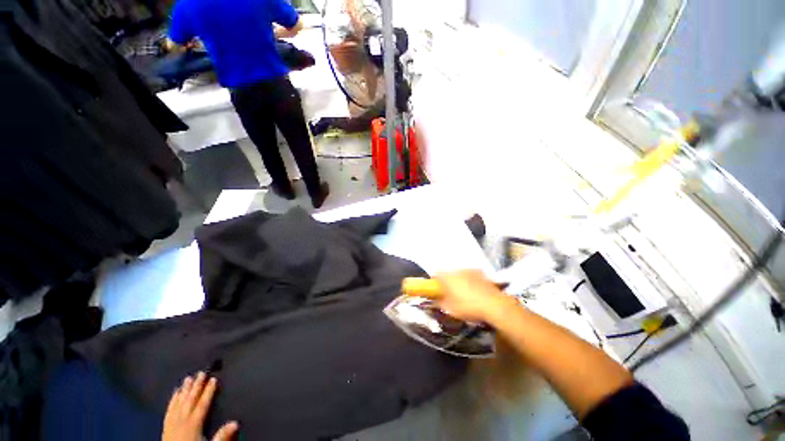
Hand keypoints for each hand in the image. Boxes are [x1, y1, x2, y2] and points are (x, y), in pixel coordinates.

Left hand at [162, 372, 238, 440]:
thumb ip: (221, 435)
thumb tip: (236, 422)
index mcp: (194, 423)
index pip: (203, 404)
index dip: (209, 391)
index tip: (213, 378)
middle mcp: (183, 420)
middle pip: (190, 400)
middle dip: (196, 386)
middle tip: (200, 373)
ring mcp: (172, 422)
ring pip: (179, 403)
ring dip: (184, 390)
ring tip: (188, 378)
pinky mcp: (165, 426)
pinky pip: (169, 410)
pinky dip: (172, 400)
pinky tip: (174, 393)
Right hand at [433, 270, 513, 322]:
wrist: (494, 305)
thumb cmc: (468, 306)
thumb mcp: (450, 309)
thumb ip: (439, 303)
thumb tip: (435, 301)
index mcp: (447, 277)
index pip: (435, 274)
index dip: (434, 282)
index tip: (436, 291)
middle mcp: (457, 270)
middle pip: (447, 273)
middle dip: (447, 281)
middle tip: (449, 294)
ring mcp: (469, 270)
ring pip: (459, 274)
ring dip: (458, 280)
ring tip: (463, 294)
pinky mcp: (481, 273)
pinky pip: (470, 276)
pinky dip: (469, 281)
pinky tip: (474, 292)